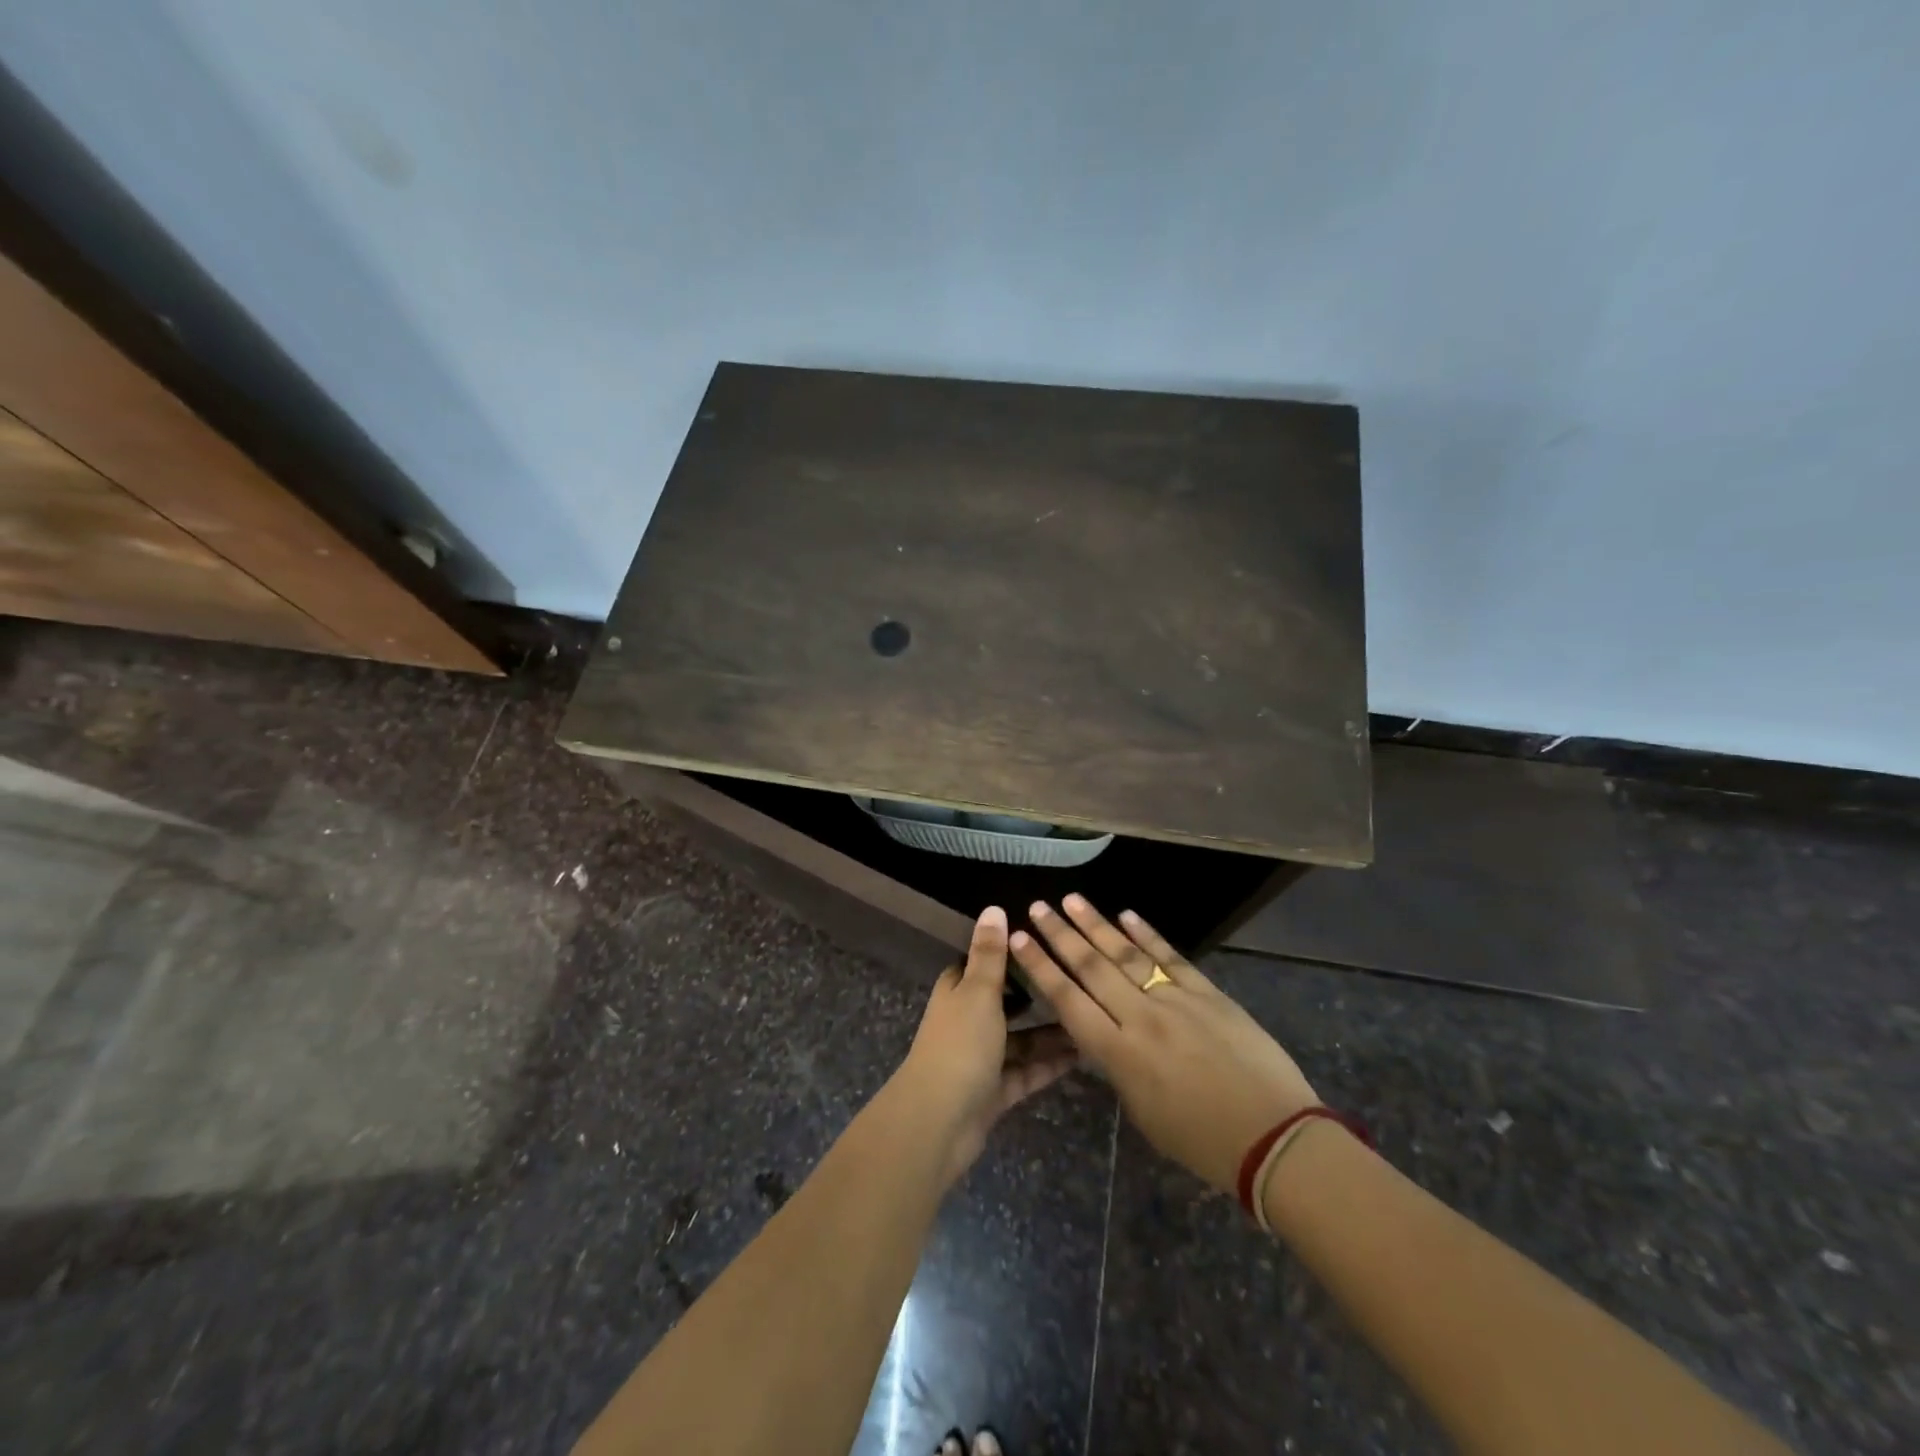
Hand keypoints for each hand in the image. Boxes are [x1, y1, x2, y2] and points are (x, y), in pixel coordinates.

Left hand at [896, 906, 1078, 1185]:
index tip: (1044, 943)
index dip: (1009, 954)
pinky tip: (1082, 1054)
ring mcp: (981, 1058)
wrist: (939, 1121)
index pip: (983, 964)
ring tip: (1091, 1018)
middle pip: (1006, 1003)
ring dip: (1050, 1033)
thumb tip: (993, 908)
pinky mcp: (995, 1091)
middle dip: (1037, 995)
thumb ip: (990, 954)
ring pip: (1021, 1040)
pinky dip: (1049, 1064)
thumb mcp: (979, 992)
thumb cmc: (960, 1044)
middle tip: (1079, 982)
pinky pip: (1027, 1071)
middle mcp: (968, 1021)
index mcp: (957, 991)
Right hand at [1010, 895, 1319, 1193]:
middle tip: (1037, 907)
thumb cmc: (1202, 1142)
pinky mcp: (1208, 993)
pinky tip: (1127, 915)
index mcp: (1120, 1054)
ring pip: (1126, 954)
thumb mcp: (1143, 1112)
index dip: (1040, 969)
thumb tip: (1108, 1036)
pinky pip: (1171, 957)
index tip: (1018, 940)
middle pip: (1092, 968)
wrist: (1274, 1137)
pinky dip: (1147, 934)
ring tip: (1071, 900)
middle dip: (1060, 935)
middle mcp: (1140, 1018)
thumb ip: (1119, 1068)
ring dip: (1096, 925)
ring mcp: (1176, 1000)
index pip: (1068, 1001)